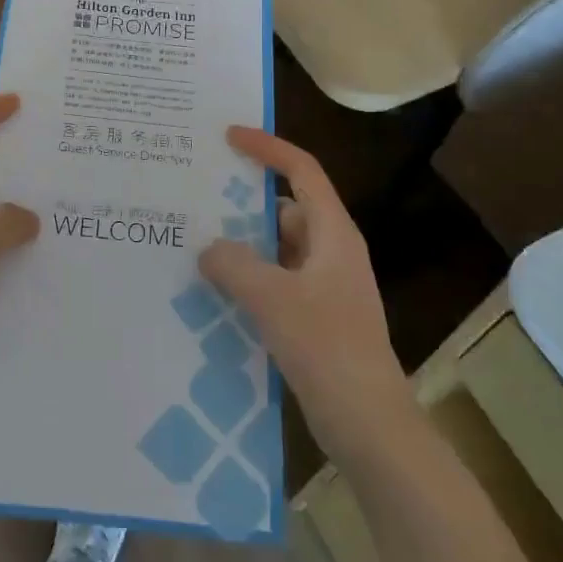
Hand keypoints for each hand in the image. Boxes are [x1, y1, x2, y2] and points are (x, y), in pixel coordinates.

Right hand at [200, 128, 410, 470]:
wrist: (368, 425)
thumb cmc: (327, 348)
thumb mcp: (273, 299)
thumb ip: (234, 264)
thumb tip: (208, 247)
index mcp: (332, 233)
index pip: (301, 171)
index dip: (268, 148)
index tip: (229, 136)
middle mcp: (330, 251)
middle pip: (285, 208)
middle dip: (243, 201)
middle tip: (197, 194)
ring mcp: (323, 286)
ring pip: (276, 248)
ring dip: (241, 244)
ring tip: (194, 241)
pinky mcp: (313, 317)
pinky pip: (274, 280)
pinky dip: (247, 277)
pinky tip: (213, 290)